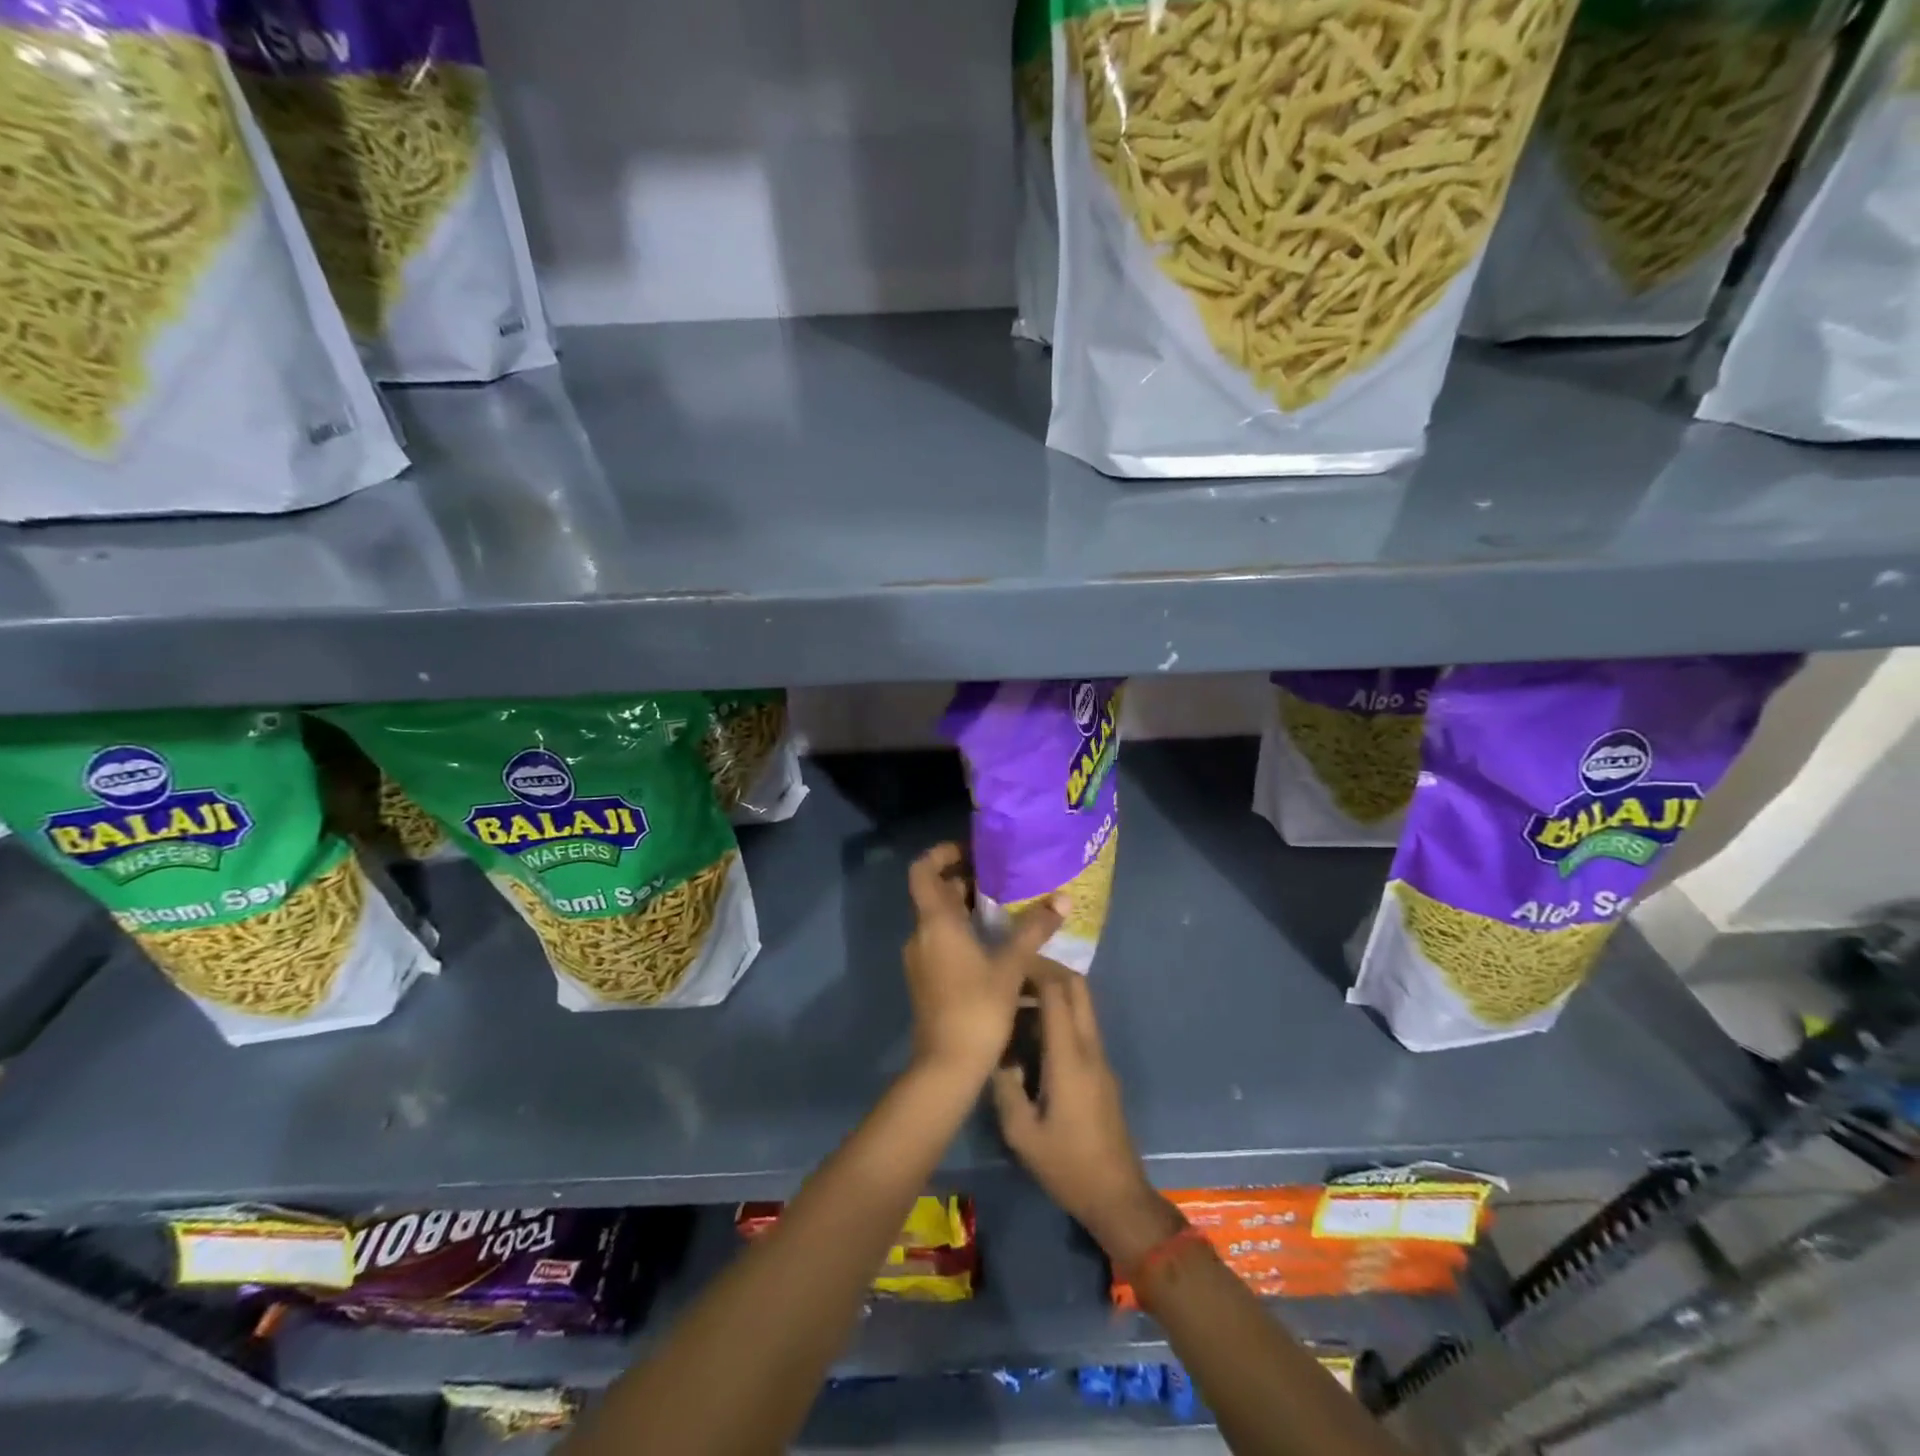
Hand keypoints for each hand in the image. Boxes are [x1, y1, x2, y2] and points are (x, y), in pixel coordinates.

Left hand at [903, 844, 1063, 1082]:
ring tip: (1005, 908)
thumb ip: (1034, 930)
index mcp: (935, 922)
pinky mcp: (926, 979)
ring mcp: (920, 959)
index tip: (972, 850)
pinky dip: (963, 932)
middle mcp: (921, 934)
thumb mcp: (1010, 966)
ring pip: (939, 919)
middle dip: (964, 881)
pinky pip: (941, 941)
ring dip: (965, 908)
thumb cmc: (976, 1008)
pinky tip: (995, 944)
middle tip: (1001, 878)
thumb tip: (1063, 899)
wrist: (946, 1066)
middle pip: (934, 893)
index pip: (922, 870)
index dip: (942, 853)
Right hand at [992, 967, 1179, 1267]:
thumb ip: (1005, 1088)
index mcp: (1070, 1058)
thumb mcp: (1022, 1134)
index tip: (1008, 964)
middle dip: (1048, 970)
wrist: (1117, 1196)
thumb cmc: (1068, 1166)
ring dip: (1055, 991)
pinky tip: (1034, 1031)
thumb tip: (995, 1055)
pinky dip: (1061, 1013)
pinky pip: (1083, 1026)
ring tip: (1019, 998)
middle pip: (1078, 987)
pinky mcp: (1102, 1071)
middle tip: (1015, 973)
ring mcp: (1101, 1059)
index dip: (1034, 971)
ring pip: (1083, 1004)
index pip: (1057, 994)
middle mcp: (1090, 1049)